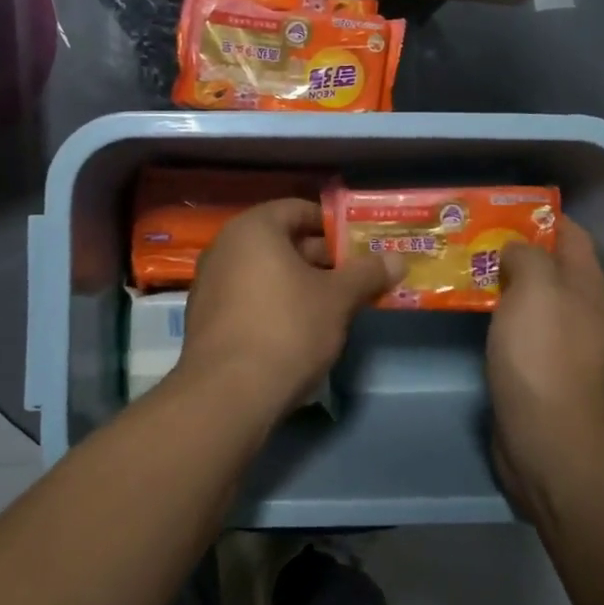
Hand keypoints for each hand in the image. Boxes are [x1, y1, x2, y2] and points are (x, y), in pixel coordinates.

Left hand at [178, 199, 402, 421]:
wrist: (227, 394)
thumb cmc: (287, 328)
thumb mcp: (337, 299)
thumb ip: (367, 273)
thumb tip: (397, 258)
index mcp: (253, 229)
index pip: (298, 209)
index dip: (333, 225)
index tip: (360, 245)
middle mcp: (225, 247)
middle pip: (281, 241)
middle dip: (321, 259)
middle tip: (356, 277)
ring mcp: (210, 284)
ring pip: (265, 272)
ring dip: (300, 284)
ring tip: (335, 305)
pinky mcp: (206, 319)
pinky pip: (248, 298)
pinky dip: (275, 304)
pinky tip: (300, 330)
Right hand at [487, 216, 603, 514]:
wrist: (548, 438)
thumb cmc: (543, 355)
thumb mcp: (537, 289)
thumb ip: (527, 256)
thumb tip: (514, 250)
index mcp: (584, 286)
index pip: (571, 235)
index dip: (542, 216)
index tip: (501, 206)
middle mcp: (575, 310)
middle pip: (546, 266)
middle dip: (511, 247)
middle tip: (467, 234)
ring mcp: (555, 343)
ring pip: (525, 299)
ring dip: (496, 281)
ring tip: (456, 265)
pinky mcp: (532, 370)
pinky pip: (511, 329)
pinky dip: (490, 314)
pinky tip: (462, 309)